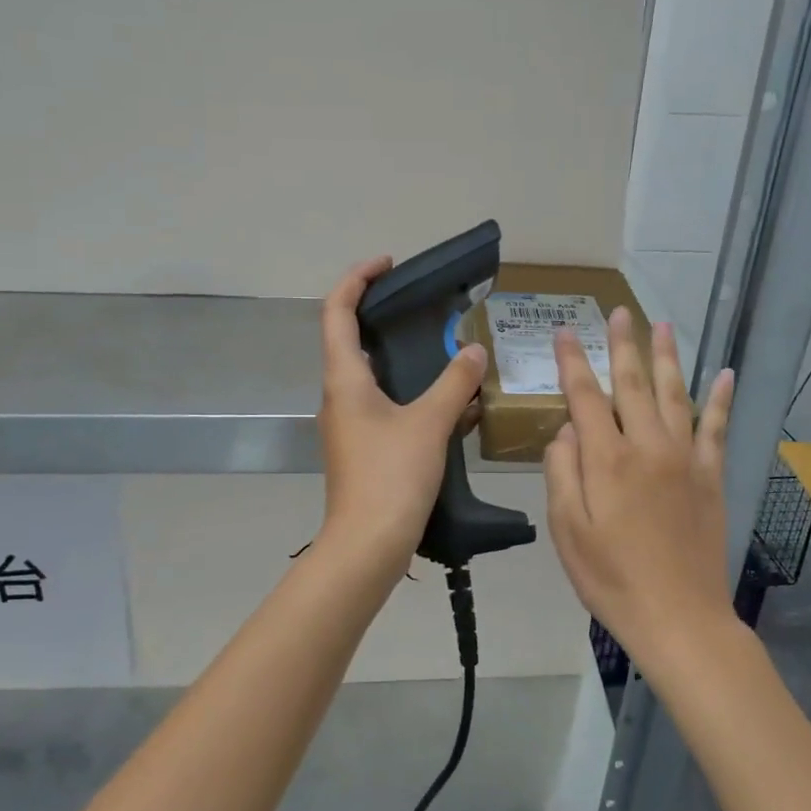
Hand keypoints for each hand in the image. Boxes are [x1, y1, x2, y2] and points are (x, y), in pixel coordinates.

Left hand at [315, 258, 488, 585]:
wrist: (366, 546)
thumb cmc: (390, 478)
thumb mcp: (429, 425)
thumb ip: (454, 384)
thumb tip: (473, 351)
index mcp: (344, 379)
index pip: (337, 311)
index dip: (357, 279)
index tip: (388, 264)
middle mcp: (339, 395)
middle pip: (349, 339)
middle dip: (381, 314)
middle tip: (421, 304)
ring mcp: (348, 424)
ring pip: (370, 375)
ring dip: (401, 356)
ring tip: (442, 350)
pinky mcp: (361, 447)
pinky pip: (384, 405)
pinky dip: (410, 393)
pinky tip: (446, 402)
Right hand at [543, 309, 735, 666]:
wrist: (680, 619)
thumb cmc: (611, 579)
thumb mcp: (568, 531)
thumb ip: (562, 473)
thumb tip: (566, 430)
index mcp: (607, 460)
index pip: (585, 397)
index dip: (573, 362)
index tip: (564, 332)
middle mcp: (648, 447)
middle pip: (632, 384)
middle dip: (622, 345)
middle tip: (618, 311)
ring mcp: (685, 459)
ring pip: (674, 395)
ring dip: (667, 357)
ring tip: (662, 325)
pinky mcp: (711, 477)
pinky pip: (716, 428)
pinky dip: (720, 399)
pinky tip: (725, 374)